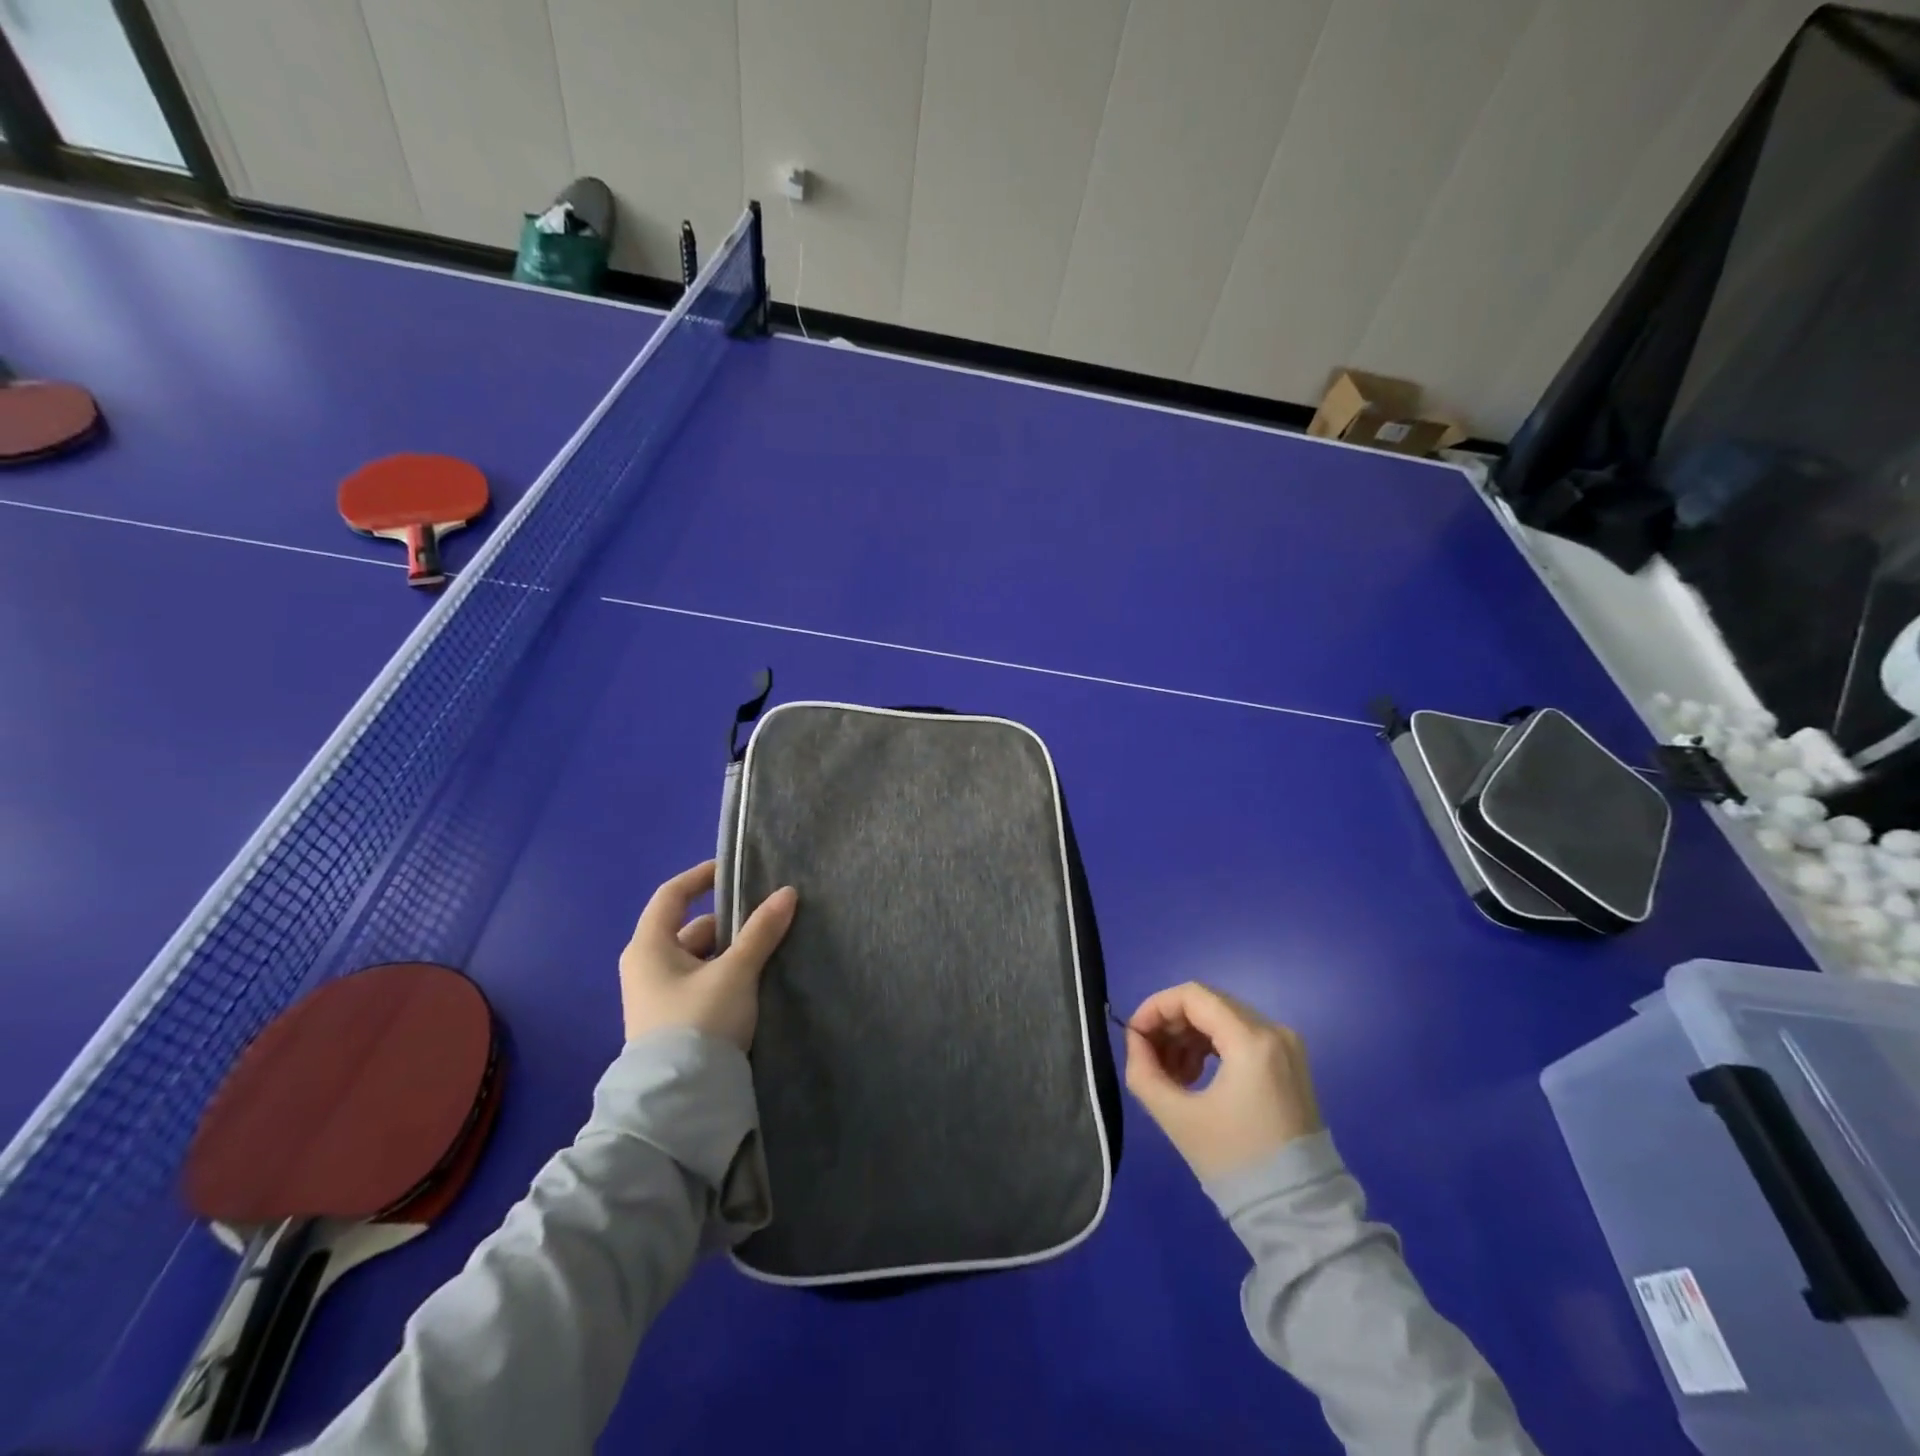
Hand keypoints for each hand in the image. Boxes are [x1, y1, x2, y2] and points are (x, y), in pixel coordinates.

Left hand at [620, 860, 797, 1049]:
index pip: (672, 895)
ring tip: (769, 950)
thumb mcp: (735, 972)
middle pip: (691, 928)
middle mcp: (646, 966)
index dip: (701, 877)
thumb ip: (761, 931)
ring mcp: (657, 996)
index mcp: (648, 946)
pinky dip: (725, 974)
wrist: (678, 1101)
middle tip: (767, 919)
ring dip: (730, 952)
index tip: (733, 870)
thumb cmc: (699, 1021)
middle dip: (729, 922)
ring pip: (699, 958)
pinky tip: (753, 981)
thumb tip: (787, 892)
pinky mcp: (672, 1021)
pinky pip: (701, 982)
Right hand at [1122, 982, 1321, 1180]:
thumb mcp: (1175, 1116)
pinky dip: (1210, 1046)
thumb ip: (1143, 1070)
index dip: (1155, 1007)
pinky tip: (1194, 1077)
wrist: (1297, 1213)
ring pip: (1222, 1018)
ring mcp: (1286, 1046)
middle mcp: (1274, 1031)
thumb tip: (1136, 1040)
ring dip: (1188, 1036)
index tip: (1134, 1035)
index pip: (1192, 996)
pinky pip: (1240, 1035)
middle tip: (1148, 1056)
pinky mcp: (1288, 1062)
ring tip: (1170, 1074)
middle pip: (1207, 1004)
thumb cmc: (1234, 1161)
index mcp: (1251, 1041)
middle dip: (1170, 1024)